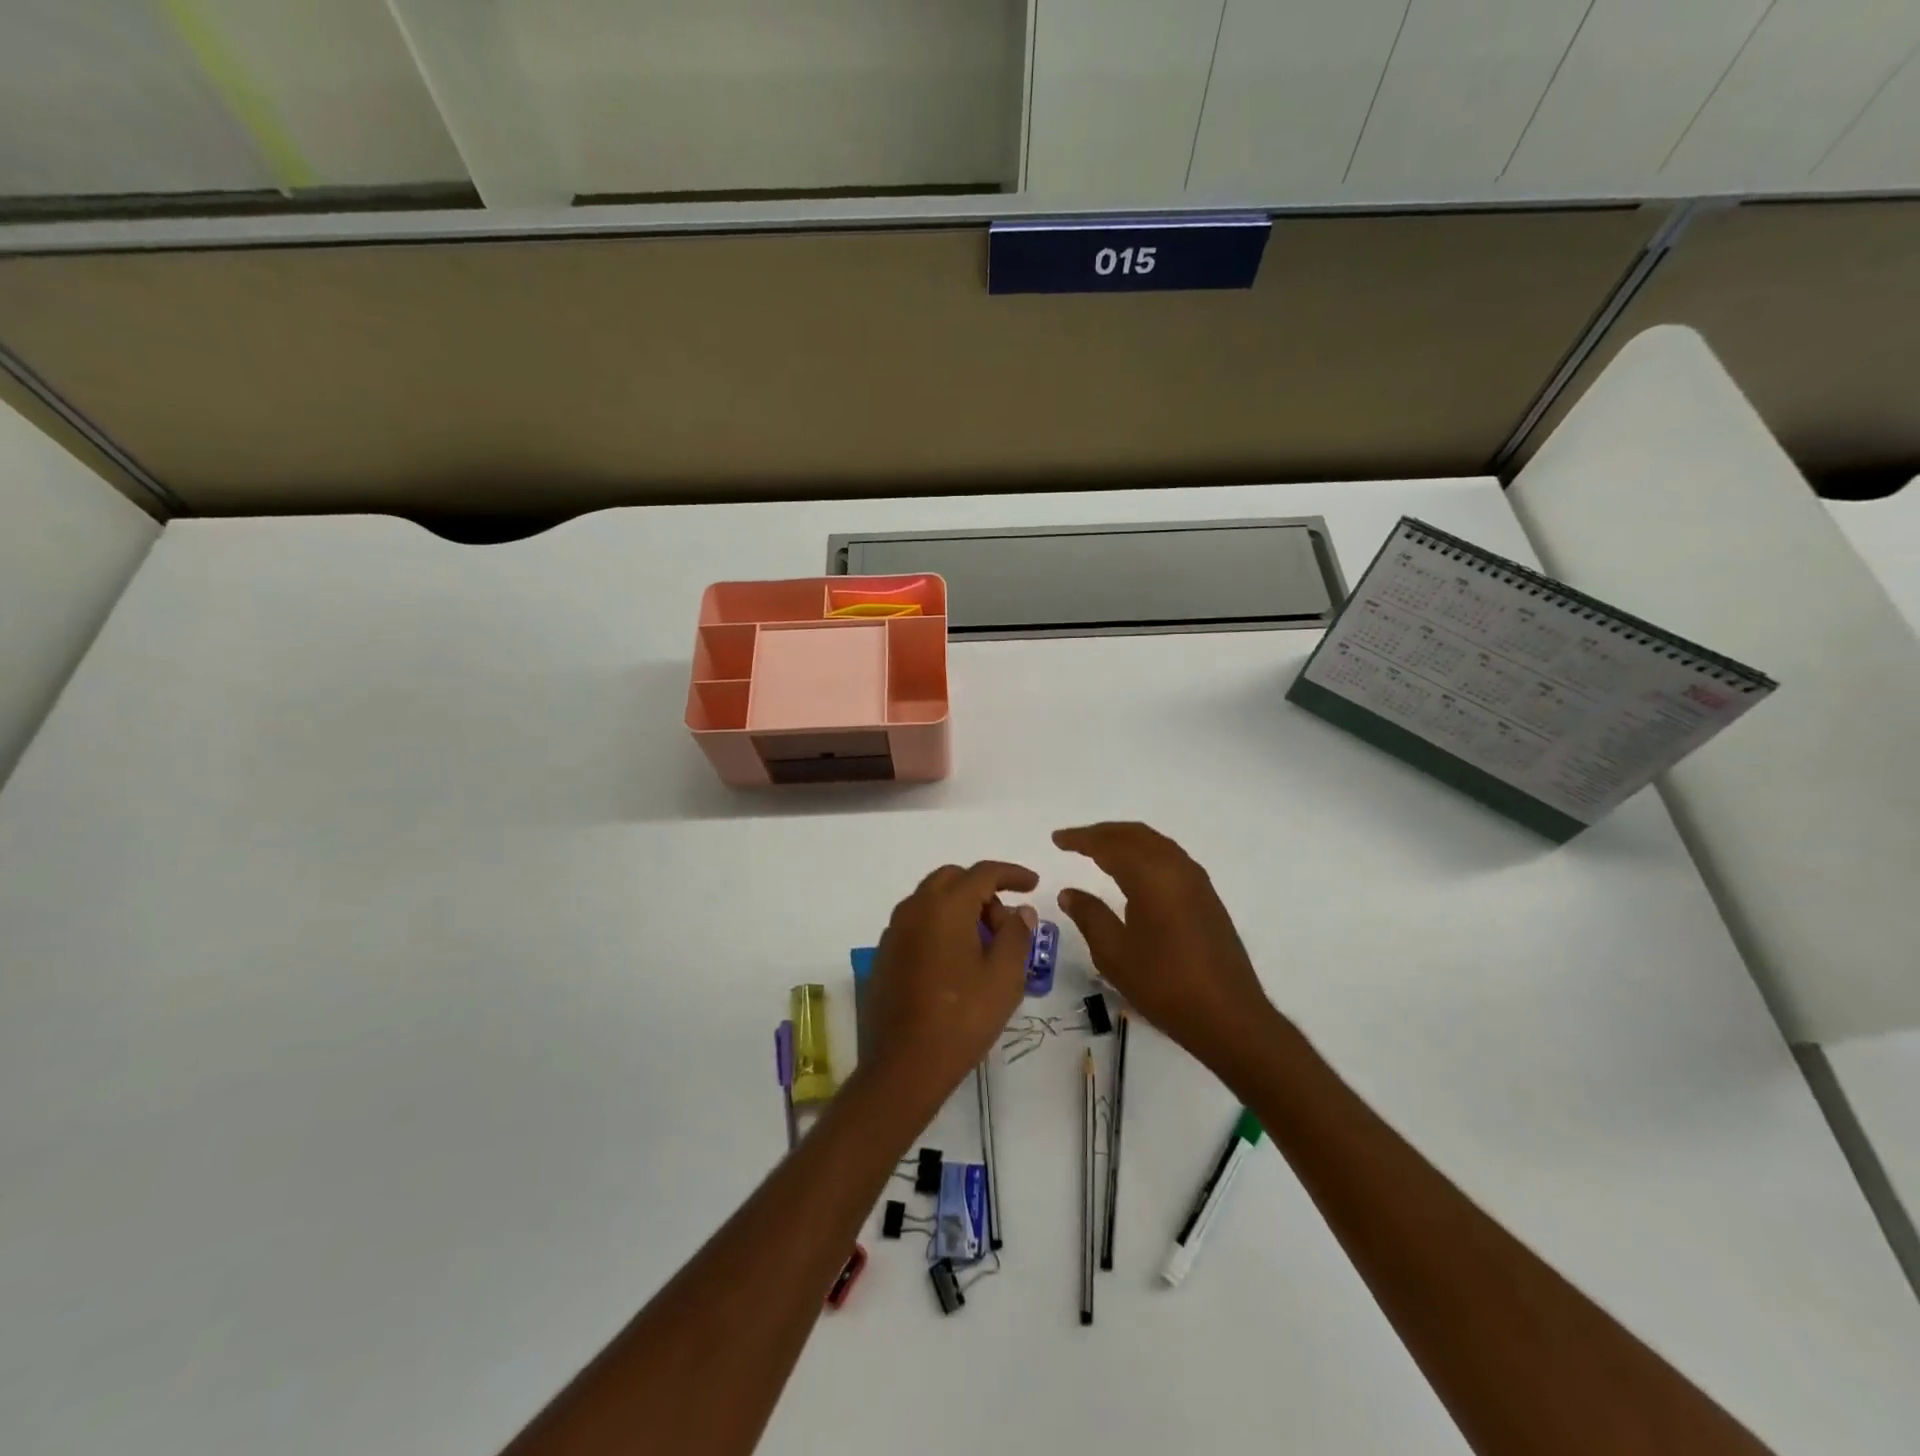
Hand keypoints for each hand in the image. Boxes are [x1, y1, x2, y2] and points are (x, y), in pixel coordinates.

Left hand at [863, 860, 1038, 1107]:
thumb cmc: (962, 1018)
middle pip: (953, 879)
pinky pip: (918, 924)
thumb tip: (1020, 911)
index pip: (983, 873)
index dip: (1012, 874)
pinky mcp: (885, 955)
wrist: (903, 1067)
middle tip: (1006, 923)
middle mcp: (914, 908)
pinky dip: (940, 927)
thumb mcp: (1004, 977)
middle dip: (984, 890)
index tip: (1034, 885)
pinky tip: (955, 963)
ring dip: (960, 909)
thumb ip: (1017, 935)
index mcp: (945, 906)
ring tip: (984, 946)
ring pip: (932, 900)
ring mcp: (894, 932)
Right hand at [1053, 823, 1277, 1073]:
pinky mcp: (1206, 896)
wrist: (1229, 1016)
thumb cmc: (1164, 985)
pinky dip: (1144, 853)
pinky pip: (1169, 857)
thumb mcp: (1114, 954)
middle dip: (1103, 833)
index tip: (1057, 838)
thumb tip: (1069, 892)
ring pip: (1155, 843)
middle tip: (1075, 840)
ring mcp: (1196, 881)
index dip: (1081, 839)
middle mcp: (1176, 868)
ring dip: (1125, 840)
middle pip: (1135, 835)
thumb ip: (1090, 916)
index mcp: (1151, 876)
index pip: (1109, 845)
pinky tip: (1134, 871)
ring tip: (1099, 850)